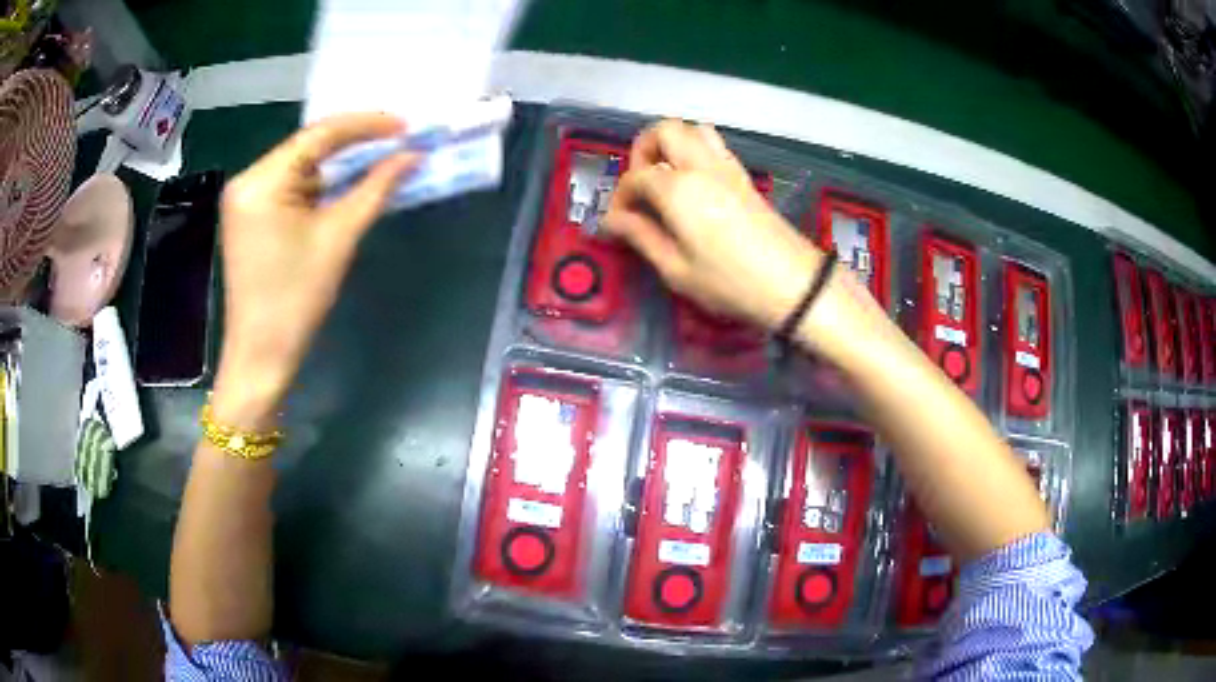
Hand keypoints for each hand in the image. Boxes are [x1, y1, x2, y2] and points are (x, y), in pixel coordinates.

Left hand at [212, 113, 418, 425]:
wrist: (261, 355)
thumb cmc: (296, 300)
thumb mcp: (339, 238)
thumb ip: (375, 188)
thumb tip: (412, 156)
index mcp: (262, 181)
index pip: (318, 135)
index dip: (365, 125)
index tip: (404, 125)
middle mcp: (248, 180)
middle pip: (306, 147)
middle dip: (352, 143)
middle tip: (396, 140)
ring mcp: (244, 198)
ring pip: (299, 166)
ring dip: (336, 165)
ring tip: (378, 159)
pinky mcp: (249, 216)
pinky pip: (289, 186)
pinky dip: (318, 185)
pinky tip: (344, 186)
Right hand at [603, 120, 825, 330]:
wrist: (793, 284)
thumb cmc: (730, 282)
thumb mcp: (677, 270)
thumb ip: (641, 237)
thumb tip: (613, 221)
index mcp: (678, 189)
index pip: (635, 177)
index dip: (620, 198)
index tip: (617, 223)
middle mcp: (701, 167)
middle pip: (664, 131)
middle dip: (643, 150)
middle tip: (640, 184)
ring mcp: (726, 168)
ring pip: (693, 130)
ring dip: (671, 144)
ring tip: (665, 177)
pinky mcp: (744, 177)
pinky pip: (714, 146)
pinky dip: (695, 151)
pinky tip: (692, 185)